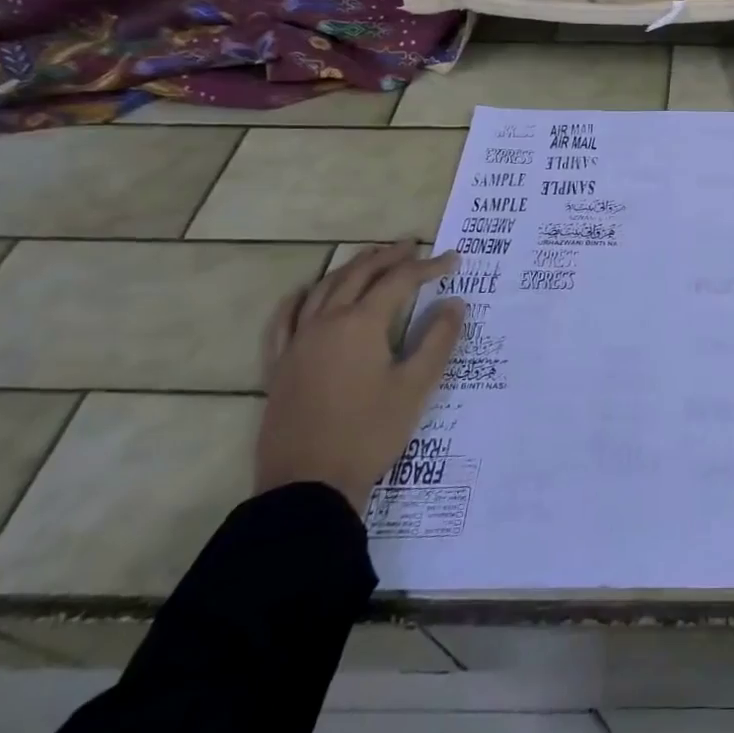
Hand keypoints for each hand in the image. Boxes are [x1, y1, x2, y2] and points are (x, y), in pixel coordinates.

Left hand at [255, 240, 466, 514]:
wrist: (308, 486)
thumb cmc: (369, 433)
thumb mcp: (415, 387)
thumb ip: (438, 340)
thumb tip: (455, 302)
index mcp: (361, 324)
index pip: (399, 281)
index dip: (429, 267)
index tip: (453, 260)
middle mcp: (325, 323)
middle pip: (358, 275)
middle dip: (388, 257)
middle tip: (412, 247)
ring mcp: (296, 343)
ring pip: (322, 289)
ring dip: (350, 268)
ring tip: (370, 259)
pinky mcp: (278, 366)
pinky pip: (283, 320)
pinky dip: (299, 298)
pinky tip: (305, 293)